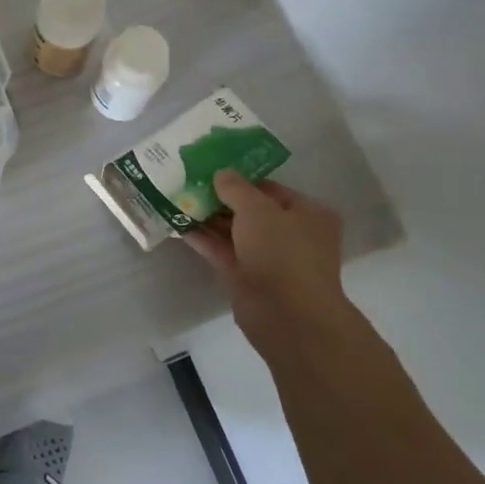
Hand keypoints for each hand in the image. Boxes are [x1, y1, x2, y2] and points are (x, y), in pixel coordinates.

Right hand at [185, 171, 349, 353]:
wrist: (287, 316)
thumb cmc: (282, 252)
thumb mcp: (257, 208)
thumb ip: (235, 187)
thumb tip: (221, 174)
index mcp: (308, 214)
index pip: (270, 188)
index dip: (241, 178)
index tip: (211, 168)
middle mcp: (291, 235)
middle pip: (250, 210)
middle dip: (220, 198)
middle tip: (188, 180)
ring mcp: (268, 258)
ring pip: (233, 232)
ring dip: (207, 217)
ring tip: (176, 197)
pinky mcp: (246, 278)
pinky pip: (222, 251)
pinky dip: (202, 239)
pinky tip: (177, 223)